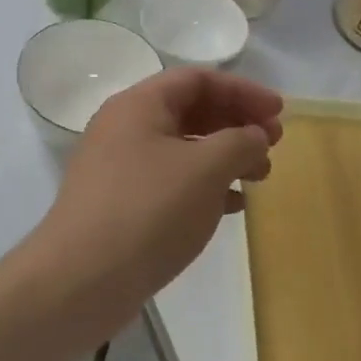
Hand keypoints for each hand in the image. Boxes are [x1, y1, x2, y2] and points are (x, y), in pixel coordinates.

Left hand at [30, 67, 282, 333]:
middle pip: (191, 111)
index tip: (279, 112)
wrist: (81, 281)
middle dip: (237, 123)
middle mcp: (125, 128)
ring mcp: (120, 167)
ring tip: (260, 177)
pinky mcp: (122, 204)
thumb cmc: (149, 211)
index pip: (198, 79)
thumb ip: (240, 142)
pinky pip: (172, 180)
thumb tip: (254, 137)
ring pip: (184, 148)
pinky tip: (233, 205)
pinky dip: (206, 185)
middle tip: (274, 144)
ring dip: (226, 156)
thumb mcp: (206, 169)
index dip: (243, 90)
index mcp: (139, 105)